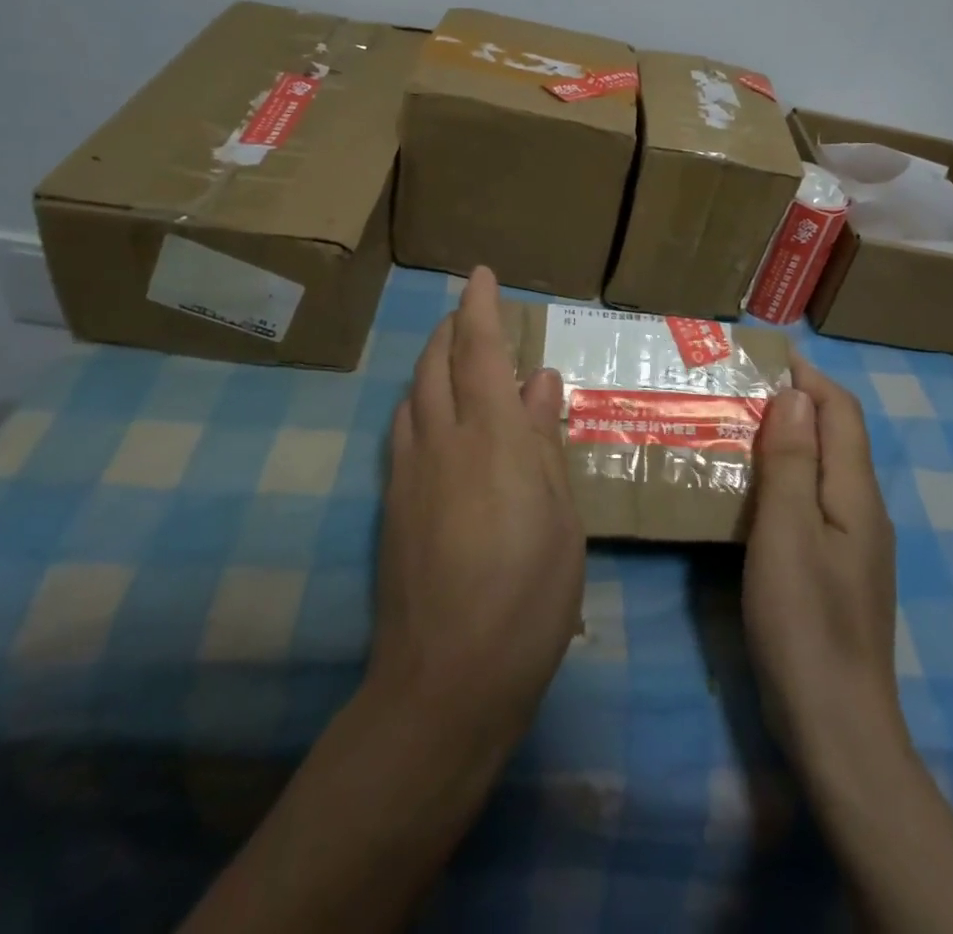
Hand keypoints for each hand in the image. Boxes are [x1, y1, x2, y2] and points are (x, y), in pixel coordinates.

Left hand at [367, 266, 584, 755]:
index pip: (481, 351)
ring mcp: (410, 471)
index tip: (480, 274)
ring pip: (413, 393)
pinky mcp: (392, 503)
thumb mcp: (561, 516)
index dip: (479, 307)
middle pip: (436, 363)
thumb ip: (545, 440)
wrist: (447, 678)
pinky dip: (418, 402)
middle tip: (468, 313)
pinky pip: (402, 429)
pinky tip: (431, 416)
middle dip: (450, 328)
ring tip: (451, 356)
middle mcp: (443, 439)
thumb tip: (542, 380)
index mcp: (493, 437)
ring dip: (431, 362)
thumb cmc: (528, 596)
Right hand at [743, 352, 900, 768]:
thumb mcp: (787, 531)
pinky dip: (787, 476)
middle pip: (837, 437)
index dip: (809, 377)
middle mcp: (864, 510)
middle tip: (741, 389)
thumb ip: (793, 460)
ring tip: (739, 427)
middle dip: (797, 403)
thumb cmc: (805, 620)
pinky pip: (814, 502)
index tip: (767, 354)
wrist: (837, 725)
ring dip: (789, 438)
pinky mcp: (837, 570)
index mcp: (856, 493)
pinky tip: (753, 490)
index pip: (841, 413)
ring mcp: (854, 544)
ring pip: (824, 470)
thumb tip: (795, 395)